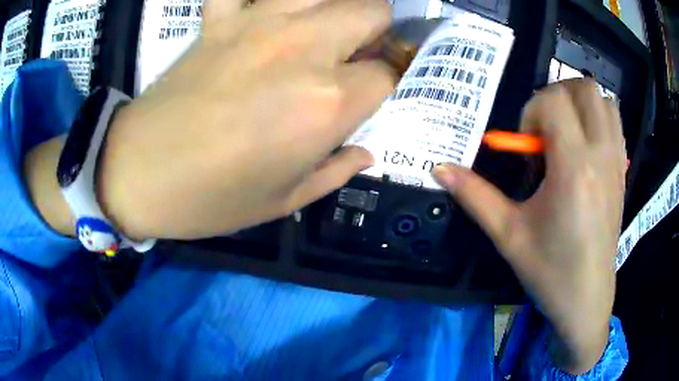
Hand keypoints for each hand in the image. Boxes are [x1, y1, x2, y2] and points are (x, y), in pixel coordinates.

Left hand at [97, 0, 395, 239]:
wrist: (137, 173)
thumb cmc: (210, 198)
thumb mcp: (284, 200)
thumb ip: (337, 170)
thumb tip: (366, 152)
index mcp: (325, 102)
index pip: (387, 74)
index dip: (390, 83)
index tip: (377, 93)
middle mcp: (303, 48)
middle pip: (372, 9)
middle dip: (378, 30)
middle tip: (362, 51)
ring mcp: (258, 23)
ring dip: (337, 4)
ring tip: (327, 26)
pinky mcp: (220, 19)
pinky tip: (263, 11)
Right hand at [434, 80, 625, 373]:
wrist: (586, 298)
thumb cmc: (549, 270)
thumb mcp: (508, 234)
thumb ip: (474, 195)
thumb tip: (439, 168)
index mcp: (573, 169)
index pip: (554, 102)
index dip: (532, 111)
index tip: (526, 145)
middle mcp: (600, 155)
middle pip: (583, 88)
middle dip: (557, 96)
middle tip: (544, 128)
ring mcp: (616, 161)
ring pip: (603, 100)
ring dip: (580, 103)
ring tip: (565, 131)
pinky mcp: (623, 170)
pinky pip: (615, 122)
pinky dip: (598, 117)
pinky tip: (585, 144)